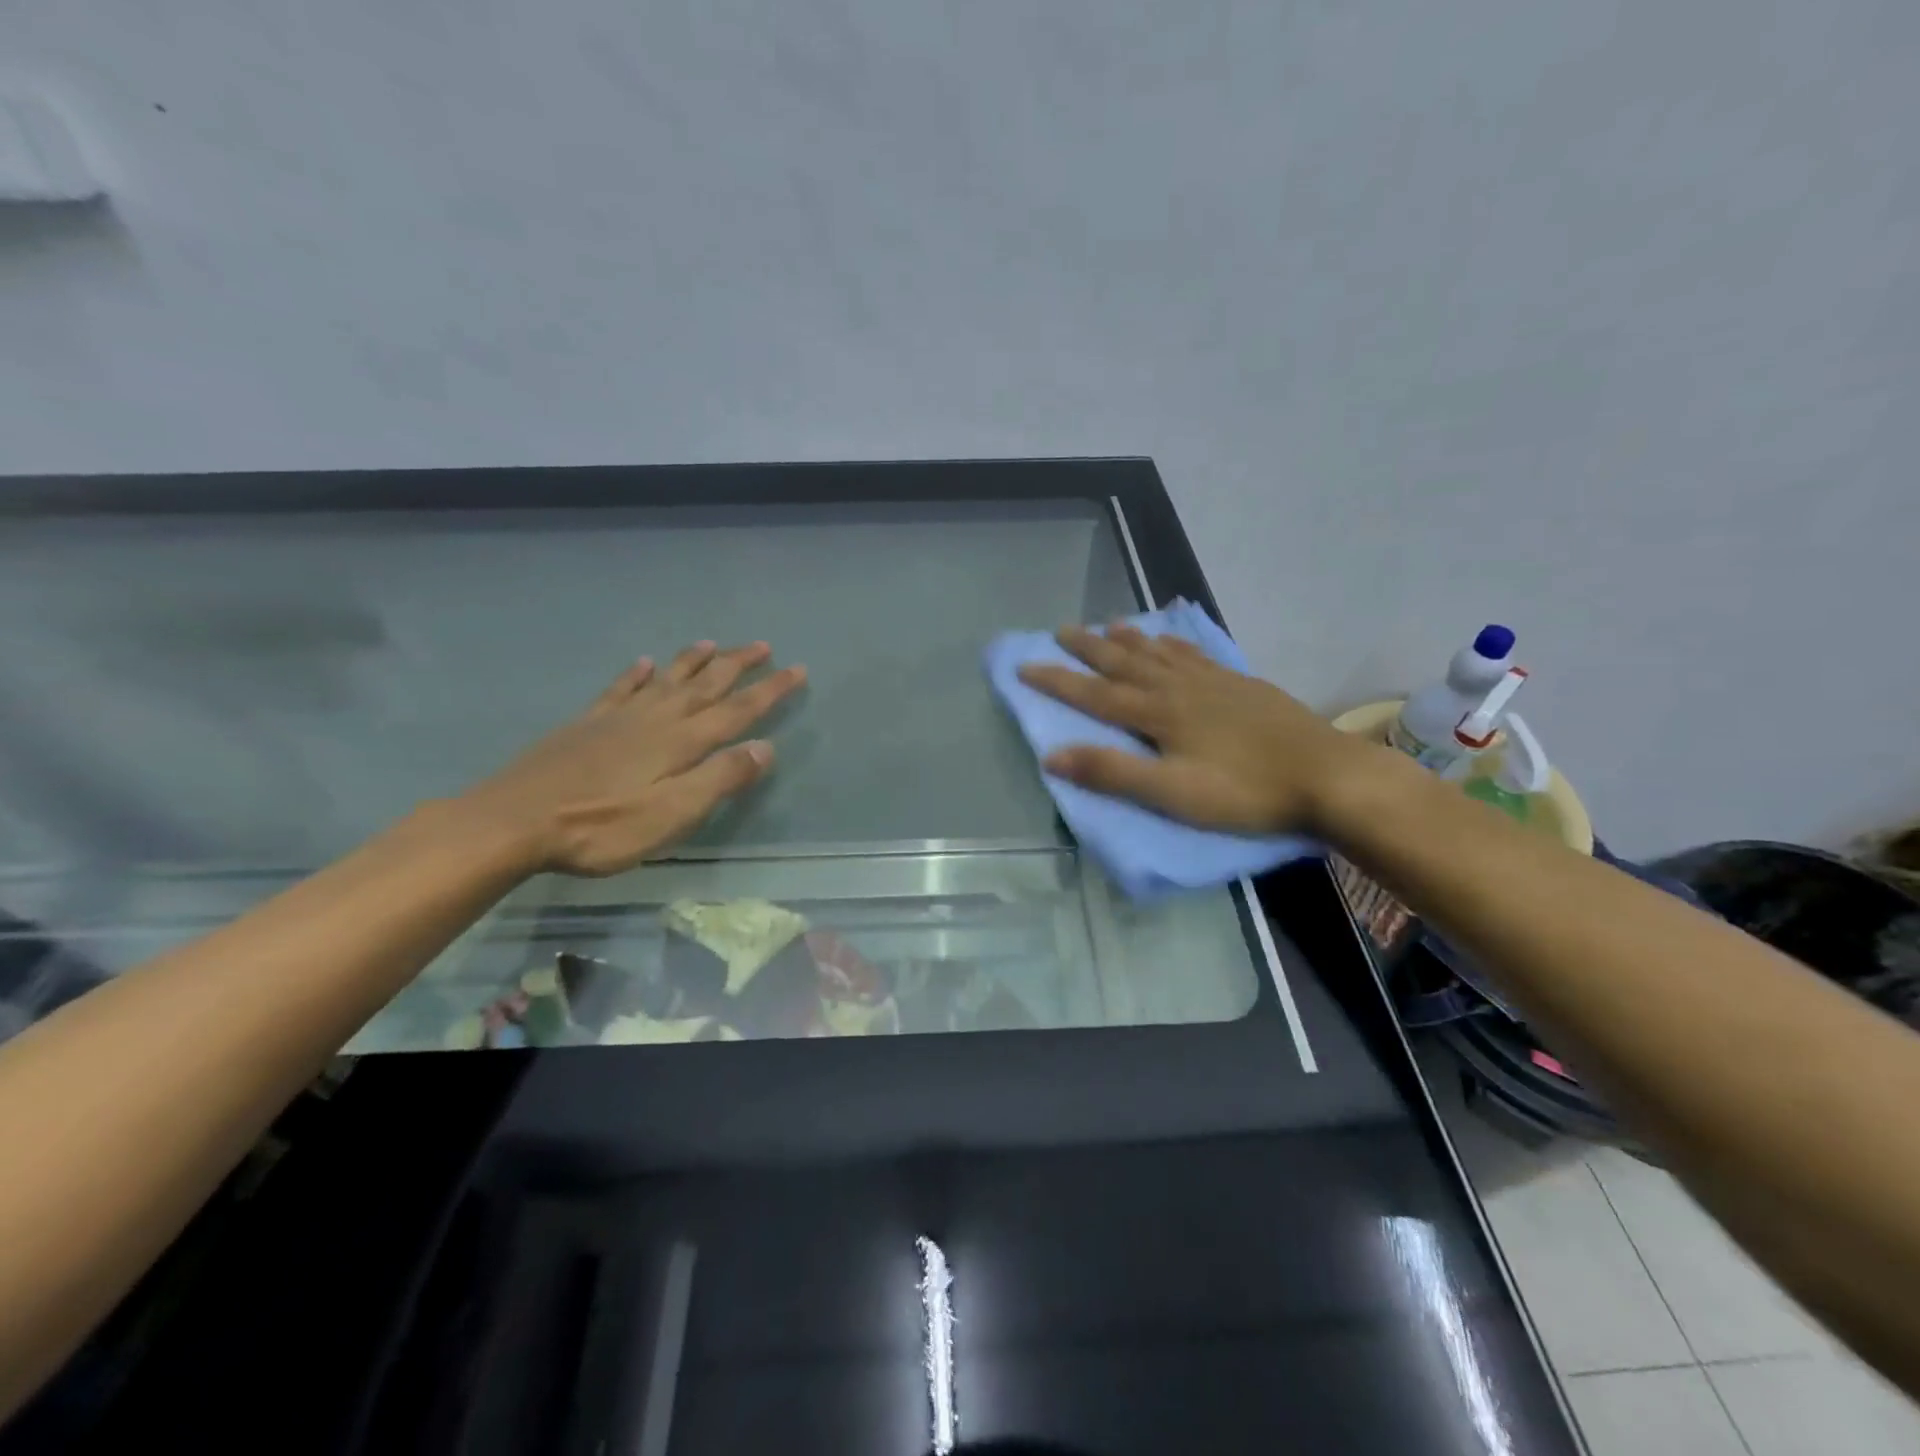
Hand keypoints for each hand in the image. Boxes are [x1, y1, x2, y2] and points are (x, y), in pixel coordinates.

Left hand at [460, 641, 805, 875]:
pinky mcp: (586, 725)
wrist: (514, 821)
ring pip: (666, 680)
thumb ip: (720, 779)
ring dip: (693, 661)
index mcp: (681, 742)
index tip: (798, 669)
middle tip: (763, 645)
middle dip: (738, 665)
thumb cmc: (601, 827)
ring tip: (713, 643)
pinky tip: (644, 663)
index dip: (770, 690)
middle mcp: (656, 719)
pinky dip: (637, 675)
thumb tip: (765, 747)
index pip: (737, 710)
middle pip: (705, 685)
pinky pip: (620, 689)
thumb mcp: (672, 814)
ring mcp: (618, 718)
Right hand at [1017, 625, 1375, 834]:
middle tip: (1061, 629)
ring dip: (1129, 639)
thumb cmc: (1245, 792)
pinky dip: (1173, 644)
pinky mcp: (1241, 685)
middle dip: (1089, 648)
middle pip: (1125, 663)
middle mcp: (1180, 688)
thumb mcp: (1173, 793)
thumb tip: (1052, 755)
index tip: (1024, 666)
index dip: (1058, 681)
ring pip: (1159, 653)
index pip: (1095, 694)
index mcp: (1159, 714)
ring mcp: (1213, 683)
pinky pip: (1195, 655)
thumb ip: (1113, 772)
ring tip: (1109, 625)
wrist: (1326, 776)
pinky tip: (1171, 641)